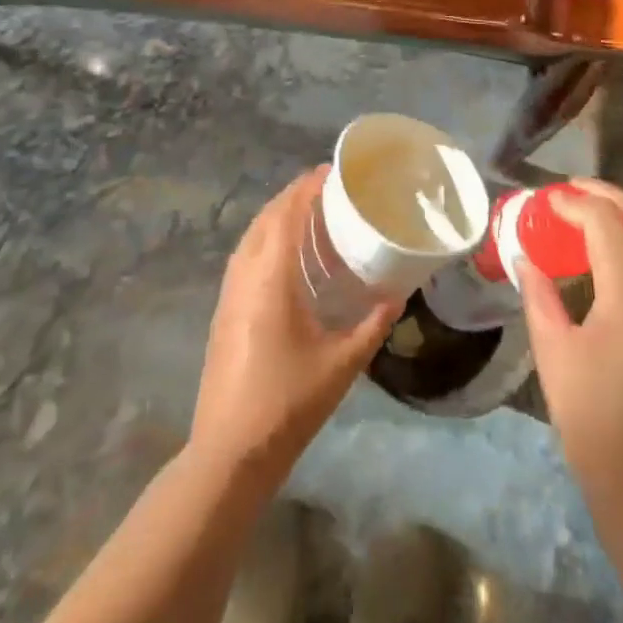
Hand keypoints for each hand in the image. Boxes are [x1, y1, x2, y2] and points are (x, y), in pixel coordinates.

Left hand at [189, 167, 399, 485]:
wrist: (230, 451)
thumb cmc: (288, 403)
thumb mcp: (341, 365)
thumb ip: (372, 325)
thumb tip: (398, 296)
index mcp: (271, 277)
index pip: (288, 214)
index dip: (308, 187)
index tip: (332, 171)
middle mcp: (245, 273)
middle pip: (267, 217)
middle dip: (295, 195)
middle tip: (328, 188)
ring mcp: (229, 291)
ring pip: (252, 234)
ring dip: (278, 214)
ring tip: (310, 212)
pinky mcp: (224, 308)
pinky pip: (245, 254)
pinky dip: (266, 237)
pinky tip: (286, 254)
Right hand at [519, 178, 622, 525]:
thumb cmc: (593, 425)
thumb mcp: (554, 354)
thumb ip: (539, 295)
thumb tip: (525, 257)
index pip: (610, 226)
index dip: (577, 202)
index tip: (549, 198)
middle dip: (610, 198)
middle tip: (574, 190)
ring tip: (592, 218)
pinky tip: (618, 262)